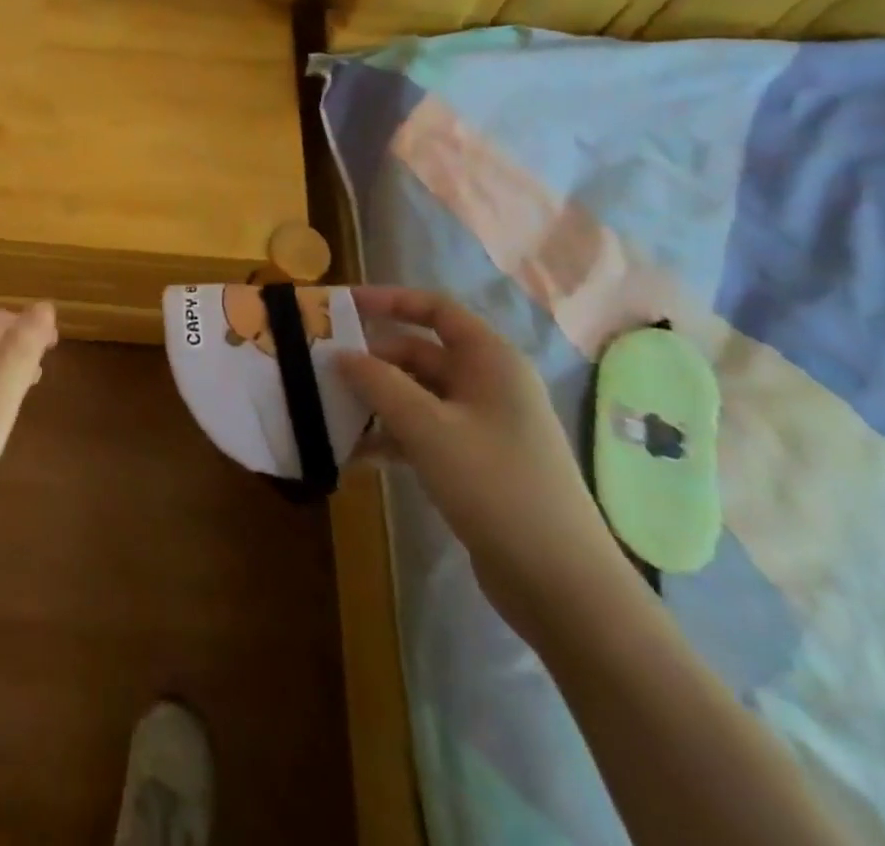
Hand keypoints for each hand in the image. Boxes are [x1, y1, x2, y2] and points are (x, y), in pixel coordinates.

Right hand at [340, 287, 633, 639]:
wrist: (562, 585)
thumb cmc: (495, 486)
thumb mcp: (427, 428)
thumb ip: (378, 383)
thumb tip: (340, 354)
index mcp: (490, 360)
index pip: (435, 309)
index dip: (389, 300)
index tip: (342, 307)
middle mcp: (489, 384)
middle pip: (420, 352)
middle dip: (372, 360)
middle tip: (323, 369)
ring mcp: (484, 425)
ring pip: (418, 395)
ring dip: (377, 401)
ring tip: (330, 412)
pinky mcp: (476, 463)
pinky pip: (425, 432)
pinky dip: (392, 437)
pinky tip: (357, 456)